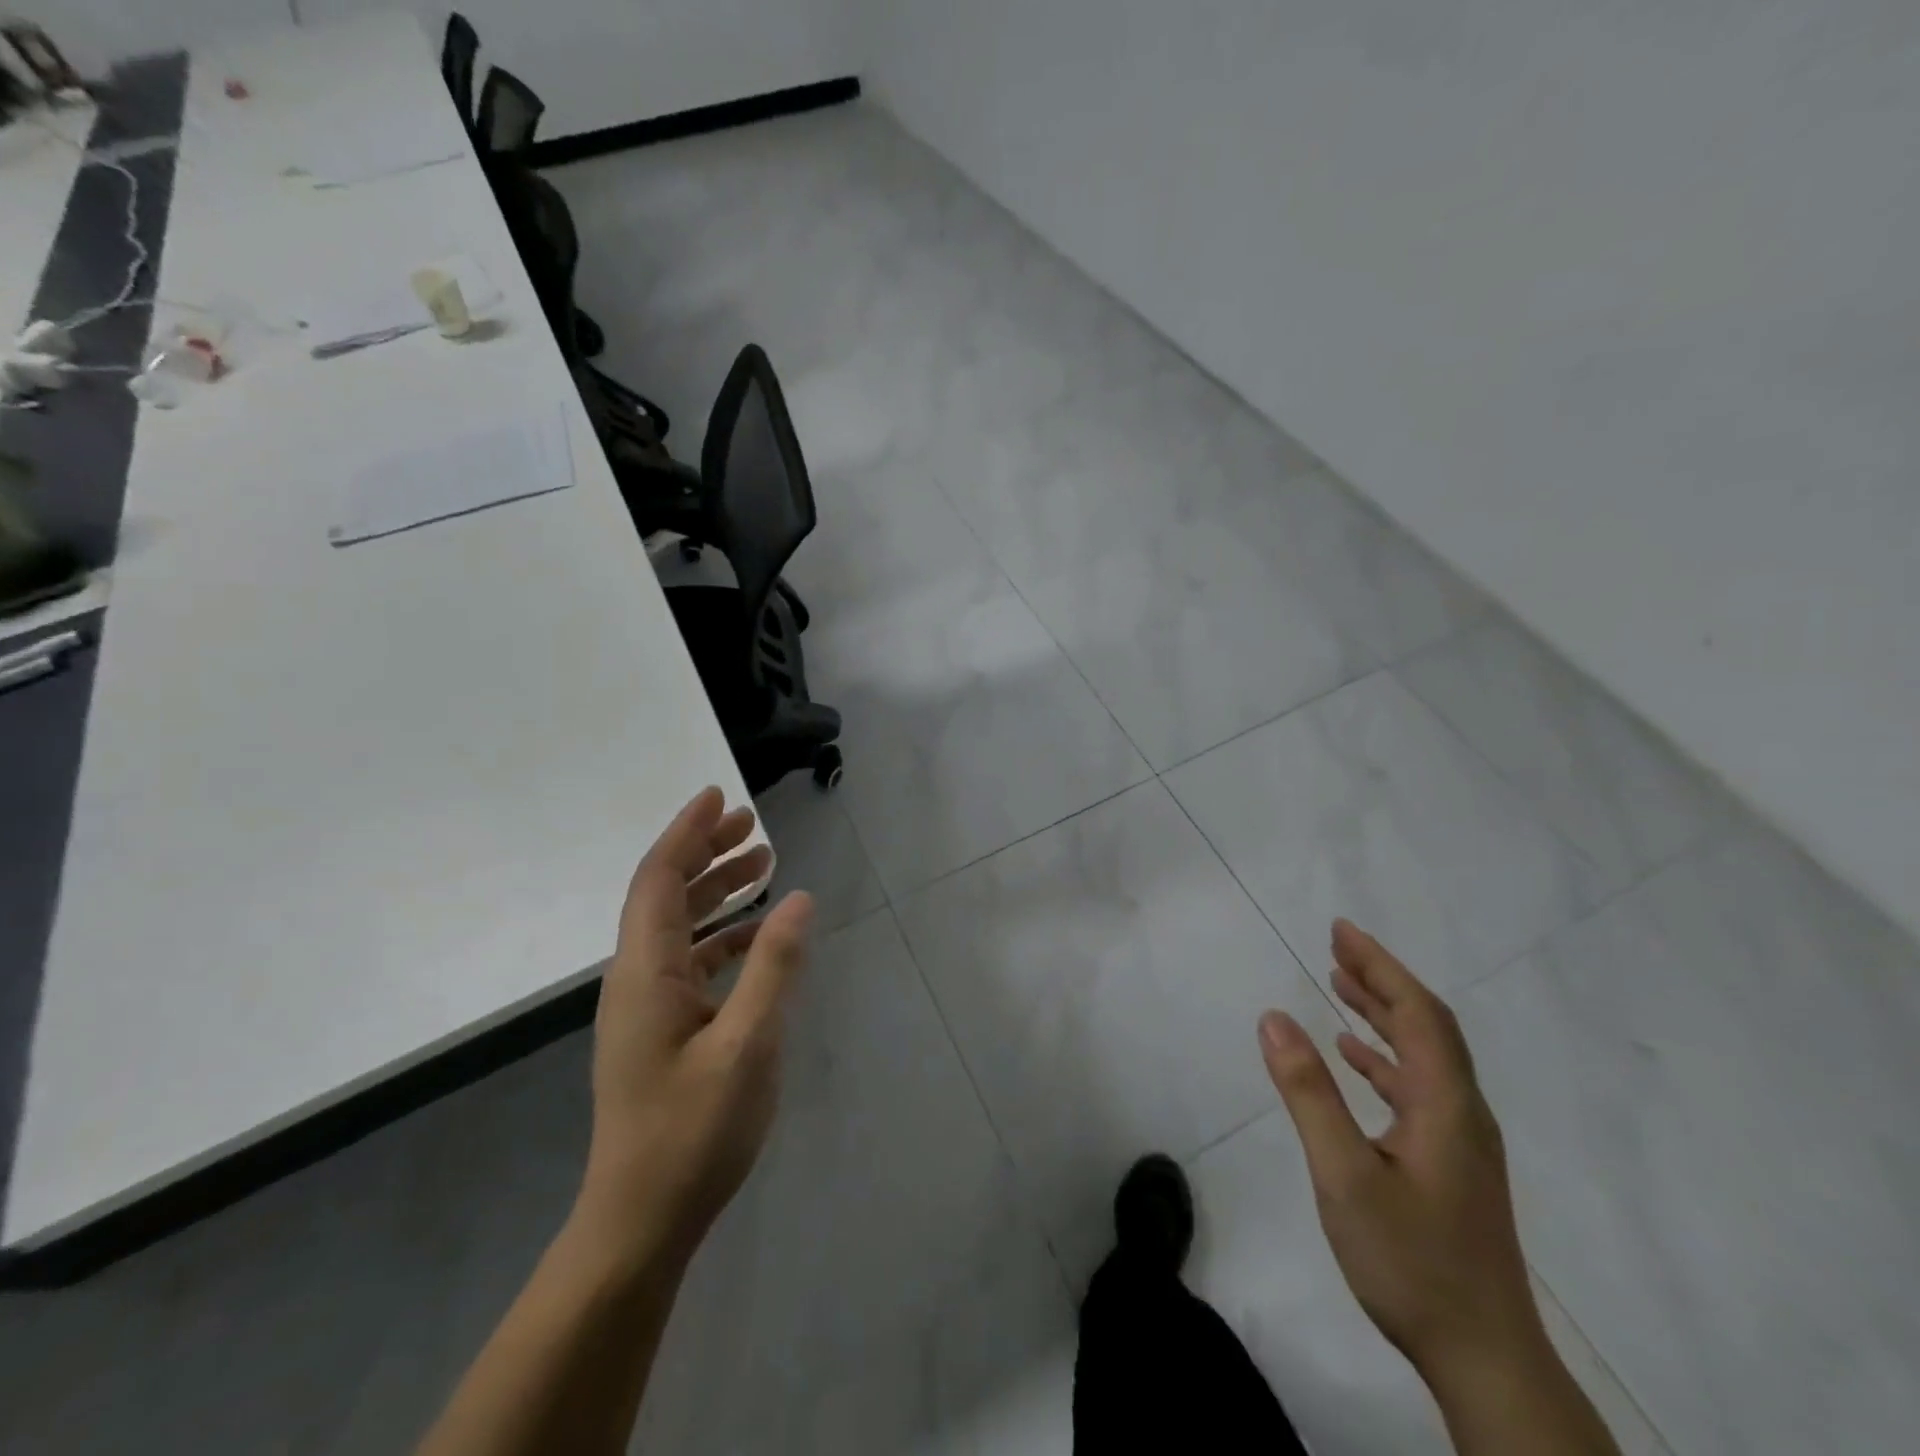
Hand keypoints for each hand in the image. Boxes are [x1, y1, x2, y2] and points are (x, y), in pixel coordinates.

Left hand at [574, 787, 814, 1263]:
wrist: (640, 1220)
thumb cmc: (692, 1131)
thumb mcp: (748, 1043)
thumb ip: (774, 965)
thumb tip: (799, 899)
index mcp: (645, 971)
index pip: (660, 879)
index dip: (687, 832)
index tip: (719, 796)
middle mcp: (636, 978)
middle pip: (665, 894)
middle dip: (706, 852)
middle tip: (752, 825)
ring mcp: (644, 1006)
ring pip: (677, 926)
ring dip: (715, 890)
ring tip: (761, 864)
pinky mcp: (658, 1029)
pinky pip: (688, 960)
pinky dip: (720, 934)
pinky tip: (755, 936)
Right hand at [1258, 920, 1540, 1383]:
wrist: (1484, 1358)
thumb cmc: (1411, 1260)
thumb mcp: (1344, 1174)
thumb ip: (1308, 1093)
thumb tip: (1274, 1017)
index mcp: (1445, 1104)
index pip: (1418, 1013)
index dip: (1380, 966)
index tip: (1340, 931)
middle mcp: (1461, 1111)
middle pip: (1426, 1025)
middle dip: (1382, 979)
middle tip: (1336, 945)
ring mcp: (1459, 1140)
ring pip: (1423, 1055)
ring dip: (1383, 1014)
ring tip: (1340, 985)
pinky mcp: (1449, 1163)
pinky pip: (1417, 1086)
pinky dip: (1384, 1057)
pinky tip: (1356, 1057)